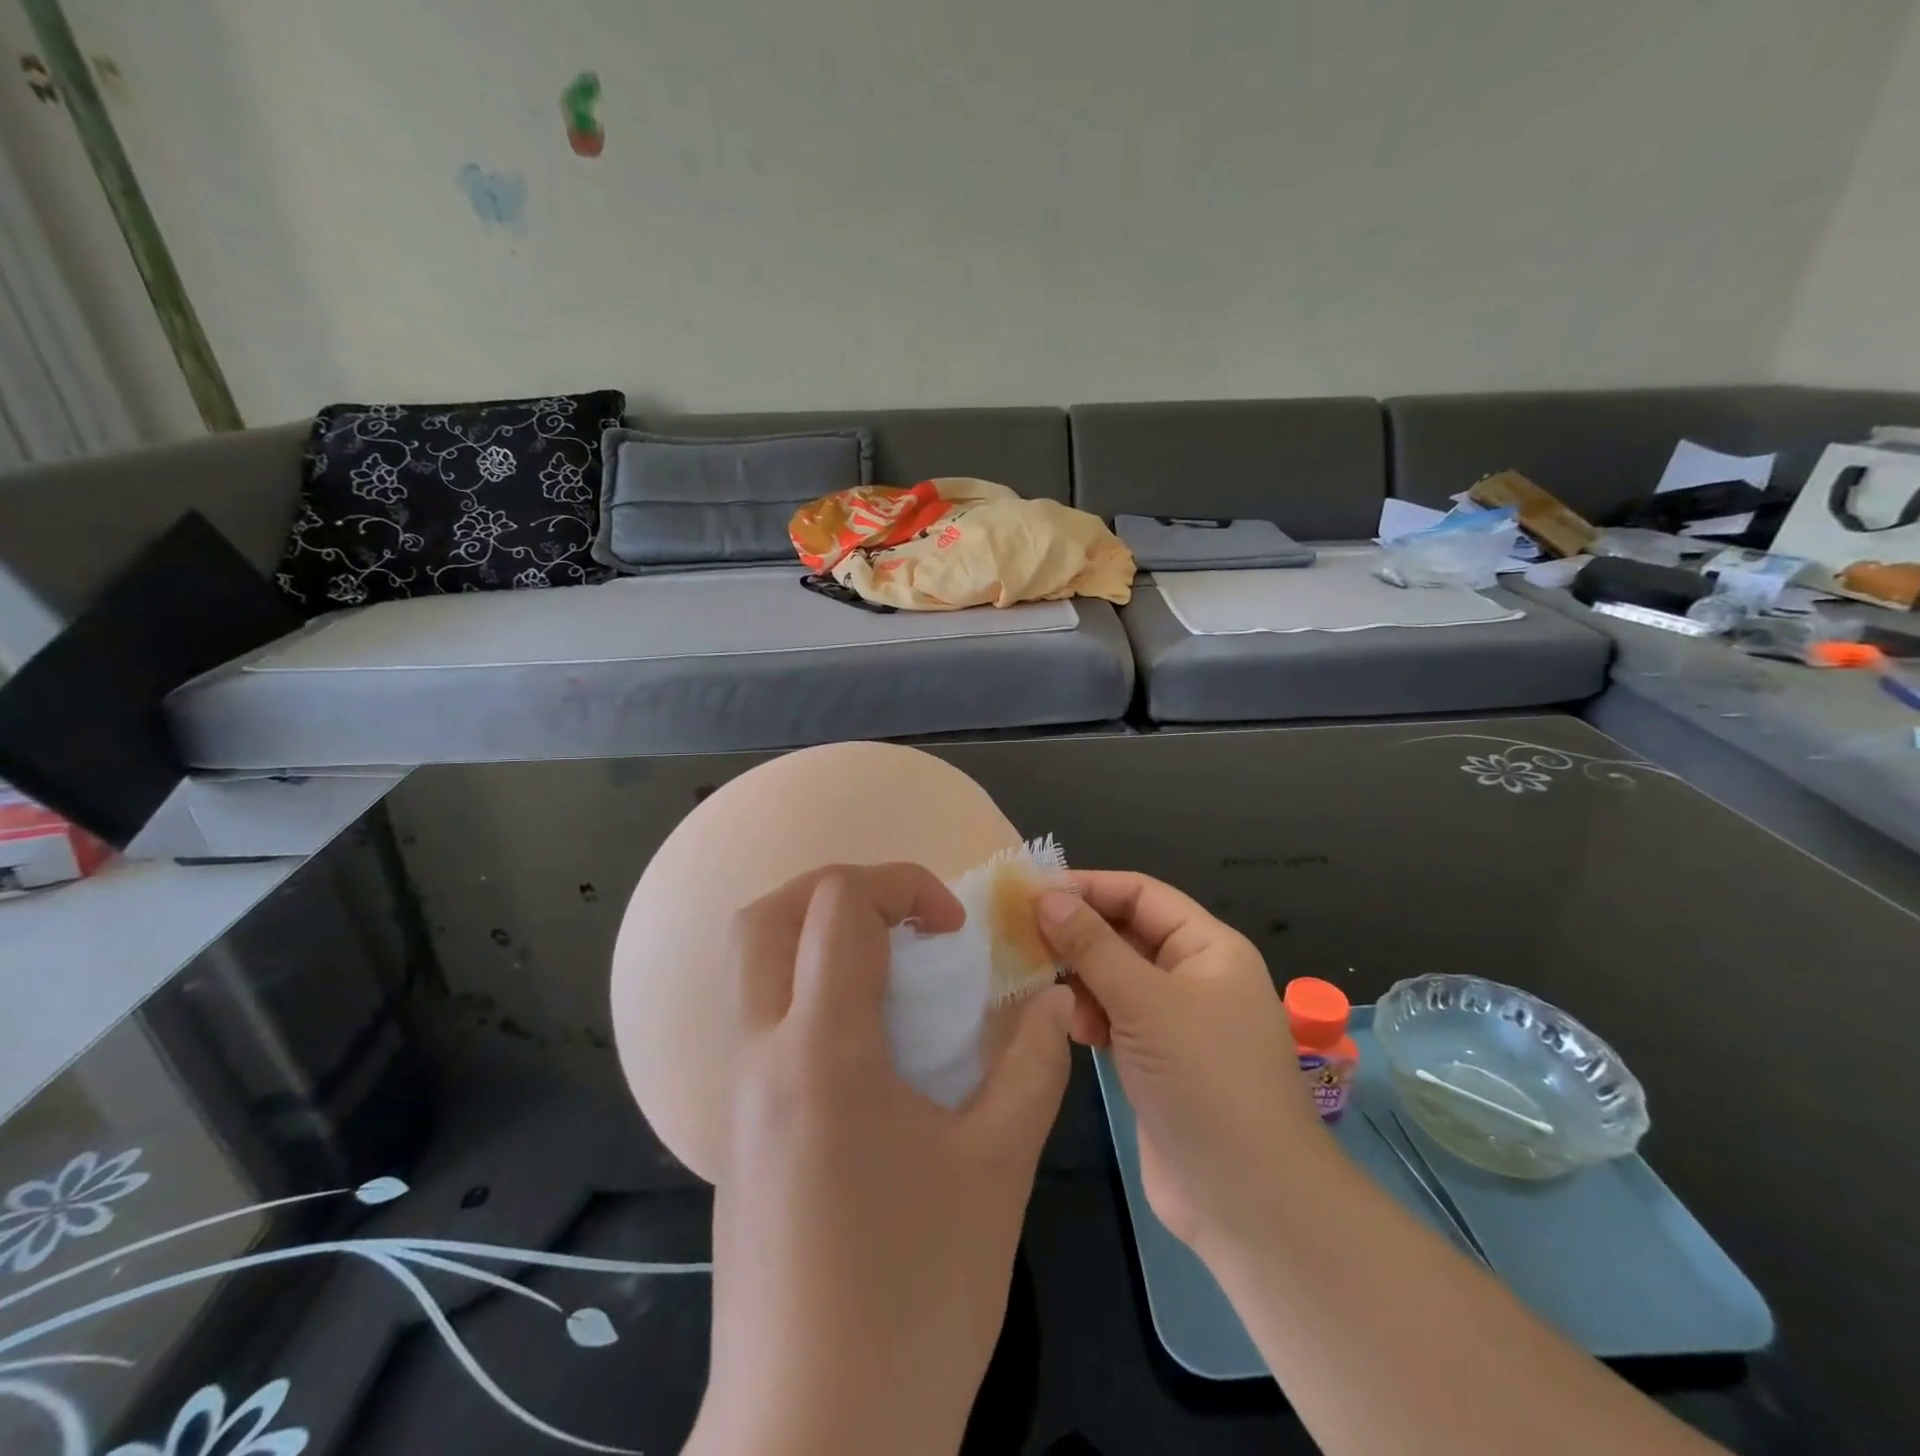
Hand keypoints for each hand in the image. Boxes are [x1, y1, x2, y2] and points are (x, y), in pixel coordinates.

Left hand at [690, 864, 1073, 1455]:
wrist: (817, 1441)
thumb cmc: (916, 1299)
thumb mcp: (998, 1167)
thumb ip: (1031, 1064)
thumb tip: (1051, 999)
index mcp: (822, 1050)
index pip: (838, 904)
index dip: (902, 886)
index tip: (952, 933)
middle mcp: (762, 1056)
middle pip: (766, 916)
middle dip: (838, 891)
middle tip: (902, 922)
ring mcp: (737, 1098)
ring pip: (752, 967)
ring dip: (816, 939)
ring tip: (891, 974)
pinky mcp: (736, 1135)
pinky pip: (760, 1023)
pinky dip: (808, 994)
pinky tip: (869, 1050)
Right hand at [1036, 871, 1328, 1254]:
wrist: (1250, 1203)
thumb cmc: (1205, 1082)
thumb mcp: (1145, 1003)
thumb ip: (1092, 946)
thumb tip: (1045, 896)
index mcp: (1208, 948)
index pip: (1141, 894)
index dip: (1089, 887)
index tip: (1032, 893)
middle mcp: (1193, 976)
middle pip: (1126, 933)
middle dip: (1079, 935)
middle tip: (1023, 940)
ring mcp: (1175, 1021)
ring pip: (1115, 977)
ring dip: (1081, 979)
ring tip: (1054, 996)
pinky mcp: (1156, 1060)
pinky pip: (1114, 1017)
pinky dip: (1090, 1016)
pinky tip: (1074, 1031)